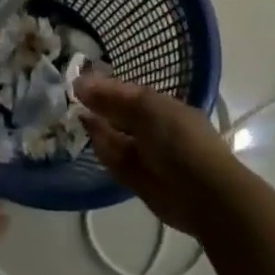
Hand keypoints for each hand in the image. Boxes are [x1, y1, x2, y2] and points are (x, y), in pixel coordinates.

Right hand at [74, 76, 252, 235]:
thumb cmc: (179, 140)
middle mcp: (153, 128)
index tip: (78, 81)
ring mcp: (144, 154)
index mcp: (163, 107)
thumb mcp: (148, 108)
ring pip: (115, 136)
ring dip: (97, 125)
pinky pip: (114, 159)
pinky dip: (101, 147)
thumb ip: (113, 97)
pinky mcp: (135, 178)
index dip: (104, 86)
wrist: (202, 193)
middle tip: (71, 96)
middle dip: (98, 105)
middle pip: (120, 114)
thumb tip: (81, 83)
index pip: (129, 92)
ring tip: (74, 112)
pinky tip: (88, 134)